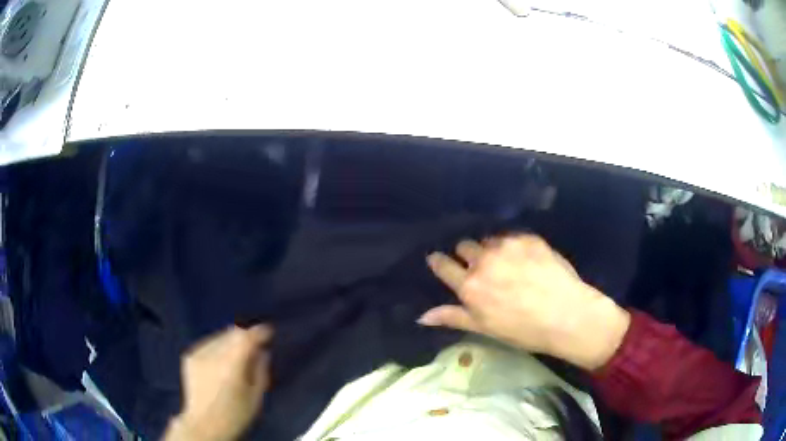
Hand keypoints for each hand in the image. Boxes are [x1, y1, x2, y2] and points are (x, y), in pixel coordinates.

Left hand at [164, 324, 272, 440]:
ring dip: (232, 339)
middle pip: (233, 332)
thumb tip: (262, 352)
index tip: (269, 332)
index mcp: (231, 365)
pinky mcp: (189, 356)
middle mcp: (213, 354)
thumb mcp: (256, 397)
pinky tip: (222, 358)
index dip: (260, 332)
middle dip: (246, 334)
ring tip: (239, 351)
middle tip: (256, 342)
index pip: (247, 337)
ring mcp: (199, 353)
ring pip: (220, 335)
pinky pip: (208, 343)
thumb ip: (260, 370)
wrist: (204, 425)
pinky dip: (219, 345)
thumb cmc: (235, 416)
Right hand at [419, 234, 629, 370]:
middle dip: (468, 254)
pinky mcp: (528, 238)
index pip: (443, 265)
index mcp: (470, 286)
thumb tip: (421, 316)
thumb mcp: (485, 327)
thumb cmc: (523, 330)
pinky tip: (527, 260)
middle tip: (483, 268)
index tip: (439, 260)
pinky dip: (514, 246)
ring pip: (489, 240)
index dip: (439, 261)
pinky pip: (512, 237)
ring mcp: (507, 246)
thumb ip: (453, 317)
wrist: (567, 315)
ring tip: (509, 264)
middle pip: (465, 246)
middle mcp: (484, 261)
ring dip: (492, 249)